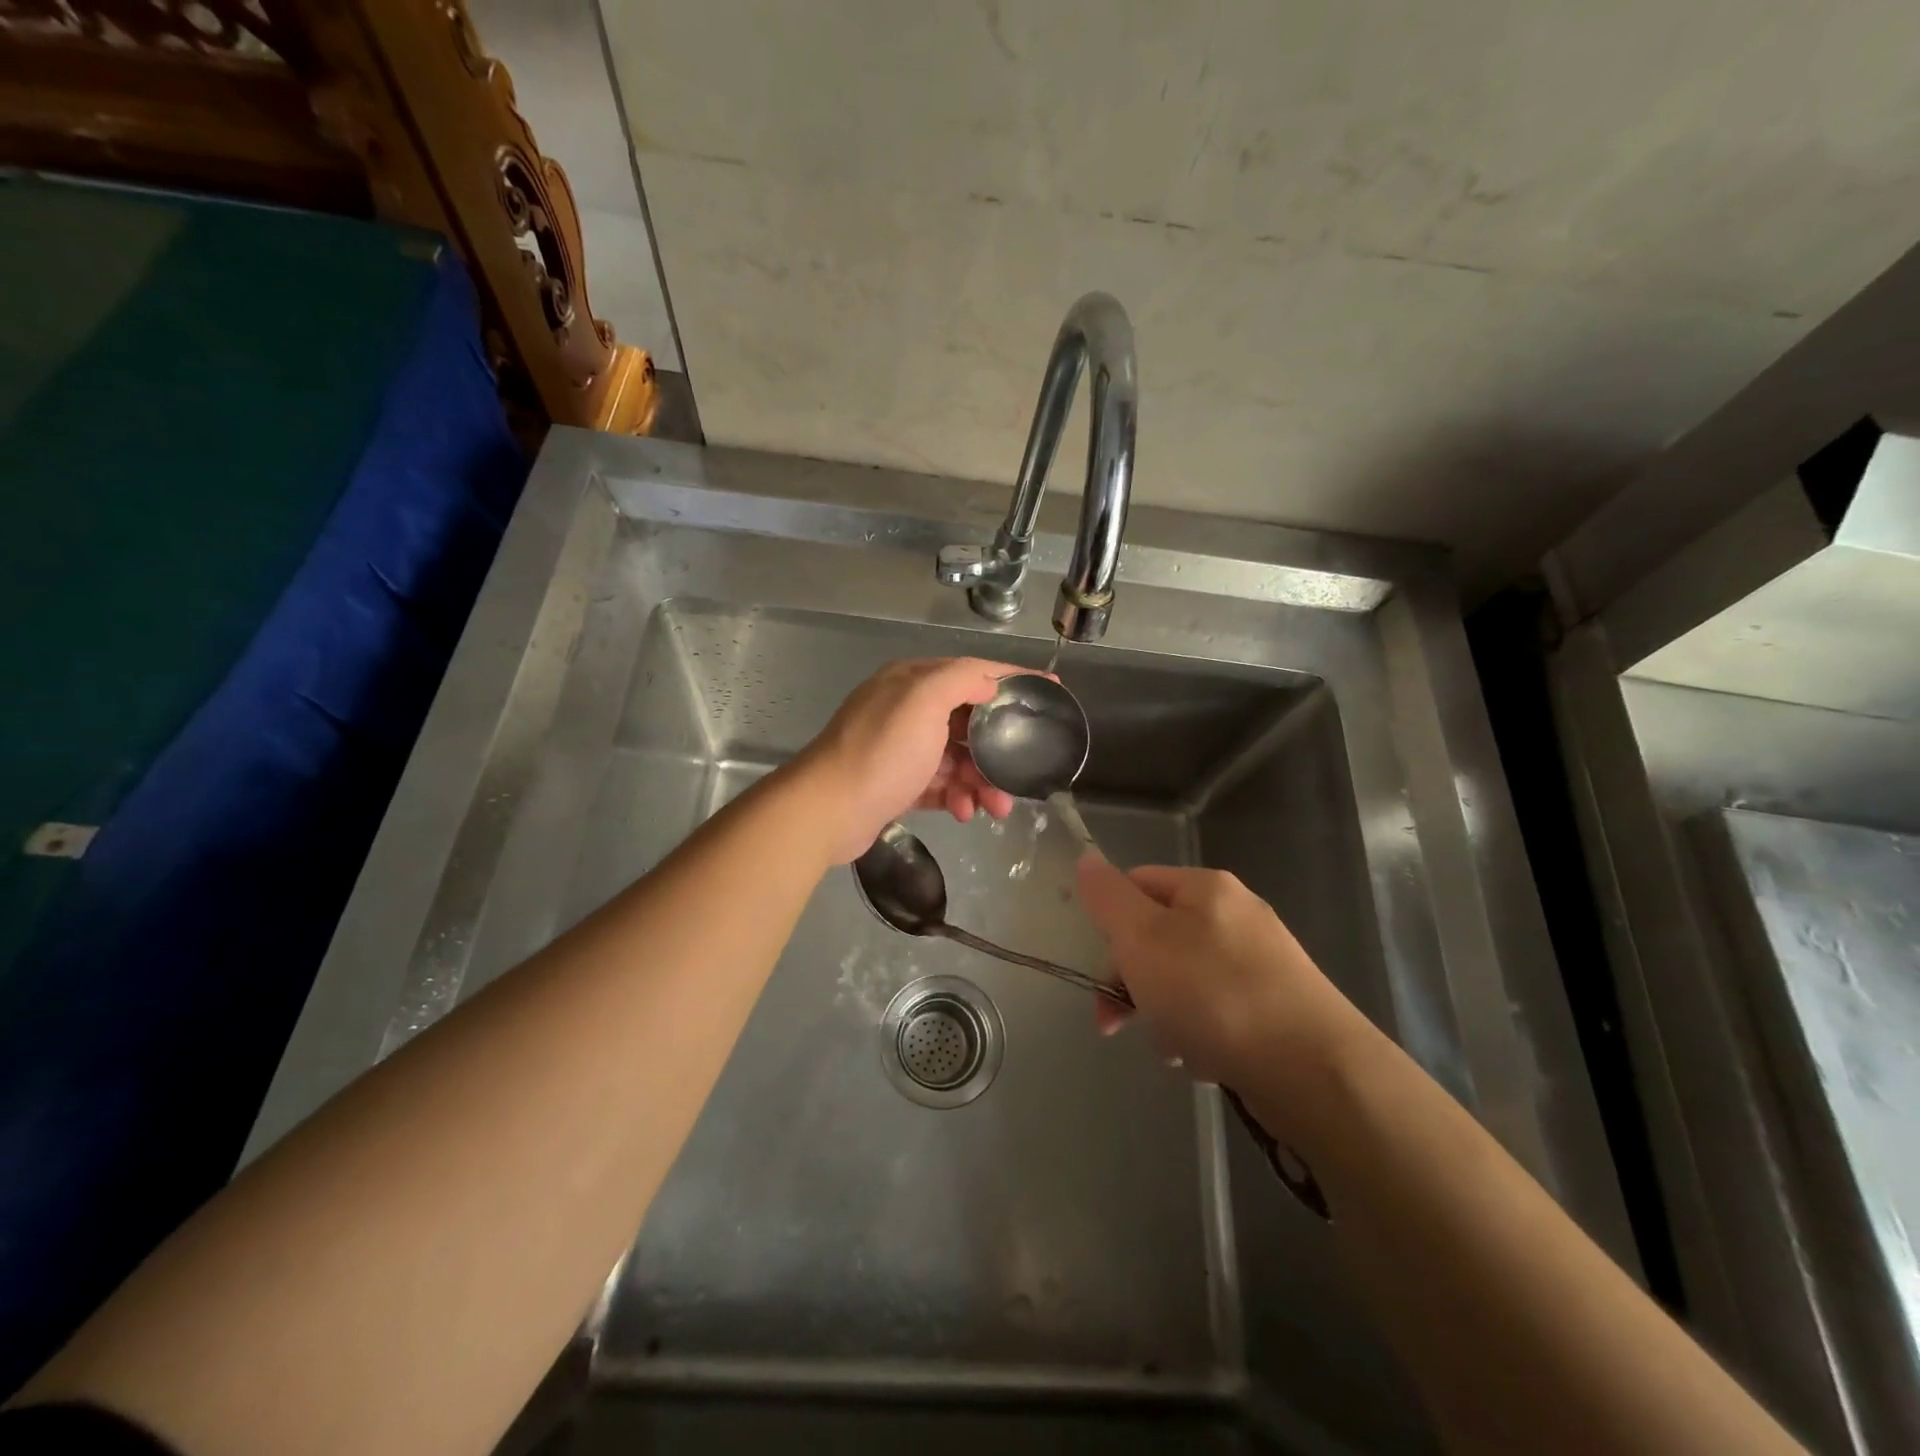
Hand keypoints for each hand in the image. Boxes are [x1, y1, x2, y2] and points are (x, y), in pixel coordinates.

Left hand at [798, 658, 1023, 863]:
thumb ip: (961, 679)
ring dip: (980, 781)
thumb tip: (991, 682)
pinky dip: (957, 797)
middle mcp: (906, 710)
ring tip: (994, 808)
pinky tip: (964, 813)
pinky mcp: (897, 785)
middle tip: (1020, 774)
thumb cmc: (882, 751)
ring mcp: (900, 750)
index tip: (1052, 689)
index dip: (1013, 679)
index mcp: (913, 682)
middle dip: (998, 749)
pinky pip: (940, 786)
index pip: (973, 672)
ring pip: (957, 759)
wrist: (828, 810)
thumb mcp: (924, 700)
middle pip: (968, 722)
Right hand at [1076, 857, 1365, 1096]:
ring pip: (1185, 980)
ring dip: (1166, 1015)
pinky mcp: (1280, 1006)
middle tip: (1120, 1024)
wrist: (1315, 1071)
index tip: (1105, 973)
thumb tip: (1086, 859)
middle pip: (1159, 937)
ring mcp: (1263, 962)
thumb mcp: (1142, 939)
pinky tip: (1205, 1061)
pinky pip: (1218, 1011)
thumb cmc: (1214, 995)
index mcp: (1206, 887)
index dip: (1111, 925)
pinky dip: (1202, 1034)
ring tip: (1175, 1051)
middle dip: (1135, 981)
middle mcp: (1237, 915)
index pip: (1136, 884)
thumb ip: (1108, 898)